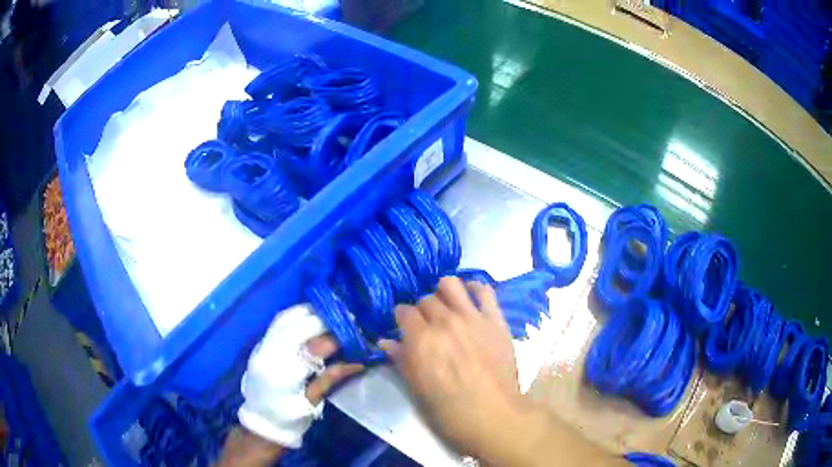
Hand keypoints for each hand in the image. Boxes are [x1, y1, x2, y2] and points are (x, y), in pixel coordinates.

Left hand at [234, 304, 362, 455]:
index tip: (354, 335)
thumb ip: (331, 378)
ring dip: (308, 312)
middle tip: (345, 319)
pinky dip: (296, 315)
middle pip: (297, 326)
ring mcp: (261, 347)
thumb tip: (359, 361)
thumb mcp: (313, 403)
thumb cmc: (290, 418)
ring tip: (330, 314)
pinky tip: (310, 316)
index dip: (333, 339)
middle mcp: (269, 355)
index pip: (311, 347)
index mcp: (283, 375)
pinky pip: (278, 322)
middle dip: (322, 320)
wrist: (261, 421)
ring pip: (285, 318)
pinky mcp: (259, 344)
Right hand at [381, 277, 626, 466]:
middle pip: (425, 299)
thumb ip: (401, 360)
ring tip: (447, 307)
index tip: (405, 329)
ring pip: (450, 284)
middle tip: (427, 325)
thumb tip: (385, 342)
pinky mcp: (495, 319)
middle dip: (422, 310)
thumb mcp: (417, 389)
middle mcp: (444, 321)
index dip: (402, 319)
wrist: (493, 415)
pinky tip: (471, 298)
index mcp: (420, 338)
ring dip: (444, 293)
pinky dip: (475, 289)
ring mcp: (472, 317)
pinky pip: (484, 291)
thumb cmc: (449, 410)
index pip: (403, 311)